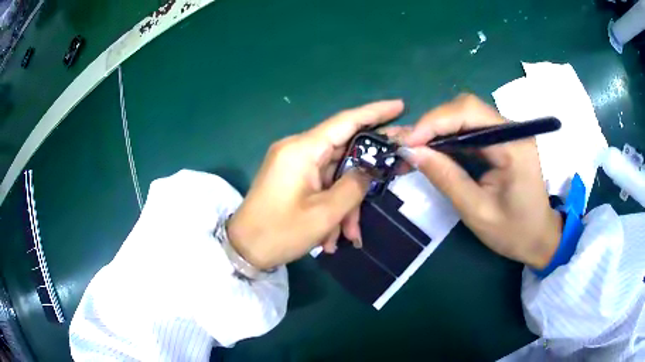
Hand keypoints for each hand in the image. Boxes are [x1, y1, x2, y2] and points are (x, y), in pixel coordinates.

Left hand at [227, 100, 404, 268]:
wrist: (243, 250)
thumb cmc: (280, 232)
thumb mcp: (325, 213)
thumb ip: (354, 185)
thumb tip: (370, 169)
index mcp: (302, 150)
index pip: (346, 121)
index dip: (375, 112)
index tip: (400, 106)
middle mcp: (297, 150)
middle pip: (344, 151)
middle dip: (367, 172)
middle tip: (399, 171)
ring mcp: (293, 165)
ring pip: (334, 175)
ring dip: (346, 204)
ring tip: (349, 235)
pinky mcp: (291, 179)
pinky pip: (321, 186)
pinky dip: (331, 208)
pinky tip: (331, 237)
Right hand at [403, 95, 561, 268]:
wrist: (539, 238)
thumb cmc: (514, 232)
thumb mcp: (477, 212)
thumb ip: (447, 179)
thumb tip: (412, 152)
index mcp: (513, 145)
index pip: (469, 112)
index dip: (434, 121)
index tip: (407, 143)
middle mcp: (512, 129)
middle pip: (466, 108)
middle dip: (433, 124)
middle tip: (409, 147)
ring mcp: (507, 132)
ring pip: (465, 116)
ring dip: (438, 130)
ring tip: (417, 151)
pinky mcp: (502, 140)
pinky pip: (470, 129)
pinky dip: (449, 138)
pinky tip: (436, 153)